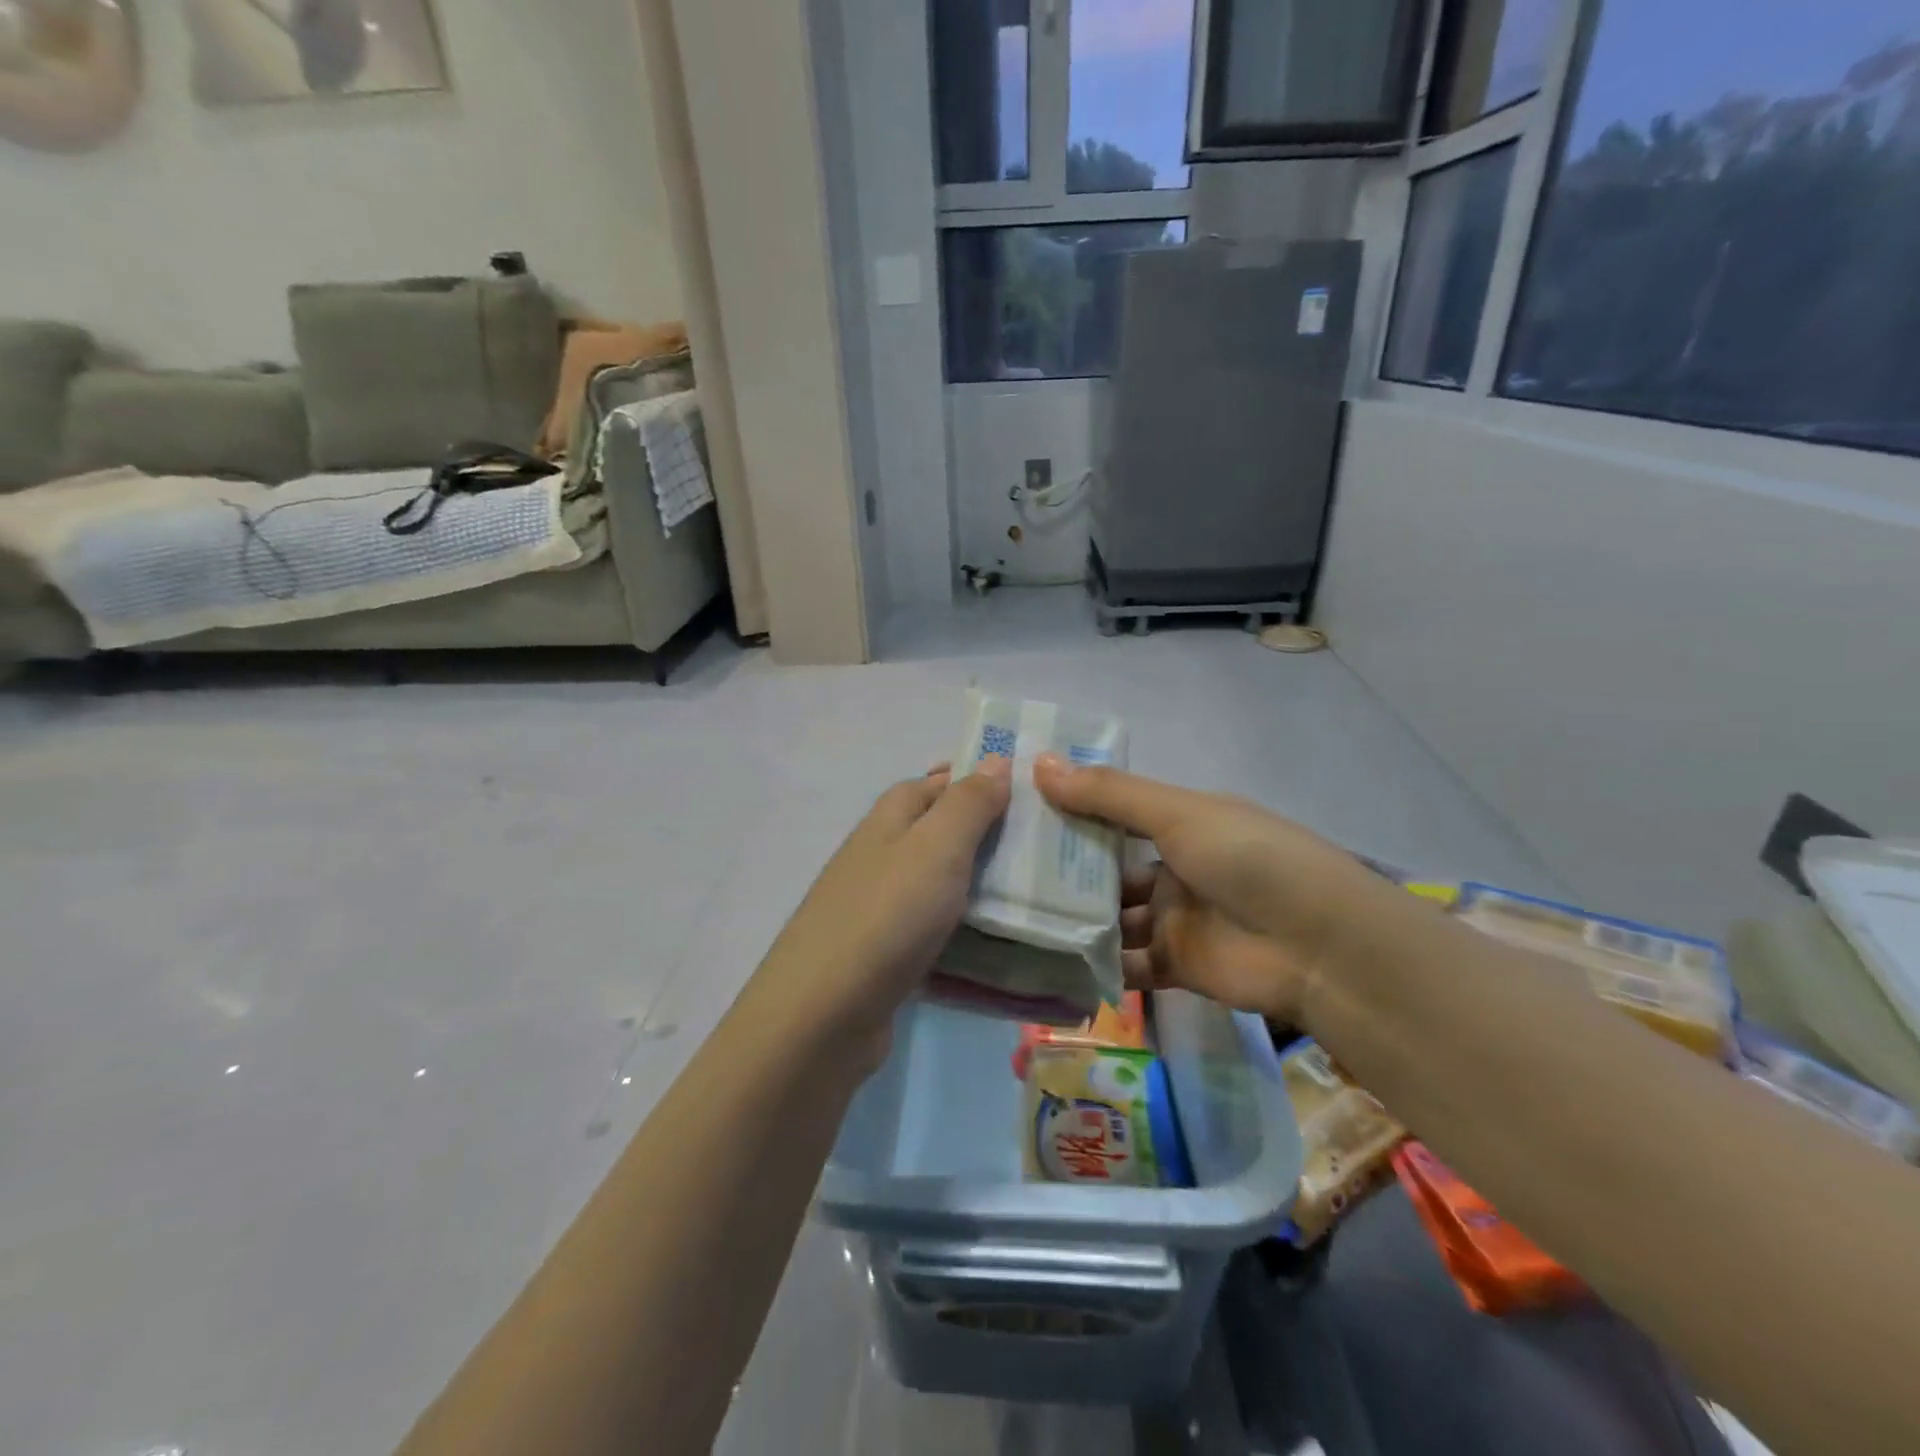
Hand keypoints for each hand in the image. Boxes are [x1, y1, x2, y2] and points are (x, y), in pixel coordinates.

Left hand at [756, 759, 1011, 1056]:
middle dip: (990, 835)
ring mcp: (881, 904)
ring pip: (942, 881)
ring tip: (1039, 890)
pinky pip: (937, 926)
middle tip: (1048, 847)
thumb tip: (994, 760)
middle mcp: (882, 853)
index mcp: (890, 818)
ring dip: (983, 883)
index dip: (980, 781)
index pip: (939, 782)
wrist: (824, 1014)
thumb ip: (967, 804)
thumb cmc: (887, 915)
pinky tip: (1002, 939)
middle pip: (941, 832)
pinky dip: (967, 927)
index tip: (1033, 793)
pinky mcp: (887, 951)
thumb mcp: (936, 847)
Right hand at [1037, 756, 1381, 1024]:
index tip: (1016, 809)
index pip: (1114, 812)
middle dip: (1063, 869)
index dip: (1071, 809)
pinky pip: (1125, 963)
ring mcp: (1174, 919)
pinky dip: (1094, 963)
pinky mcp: (1175, 966)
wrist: (1319, 946)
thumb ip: (1109, 795)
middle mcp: (1174, 868)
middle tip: (1001, 869)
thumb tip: (1038, 763)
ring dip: (1073, 918)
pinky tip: (1047, 960)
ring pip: (1111, 917)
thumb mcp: (1178, 813)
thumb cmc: (1248, 859)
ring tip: (1012, 916)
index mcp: (1181, 823)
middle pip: (1107, 867)